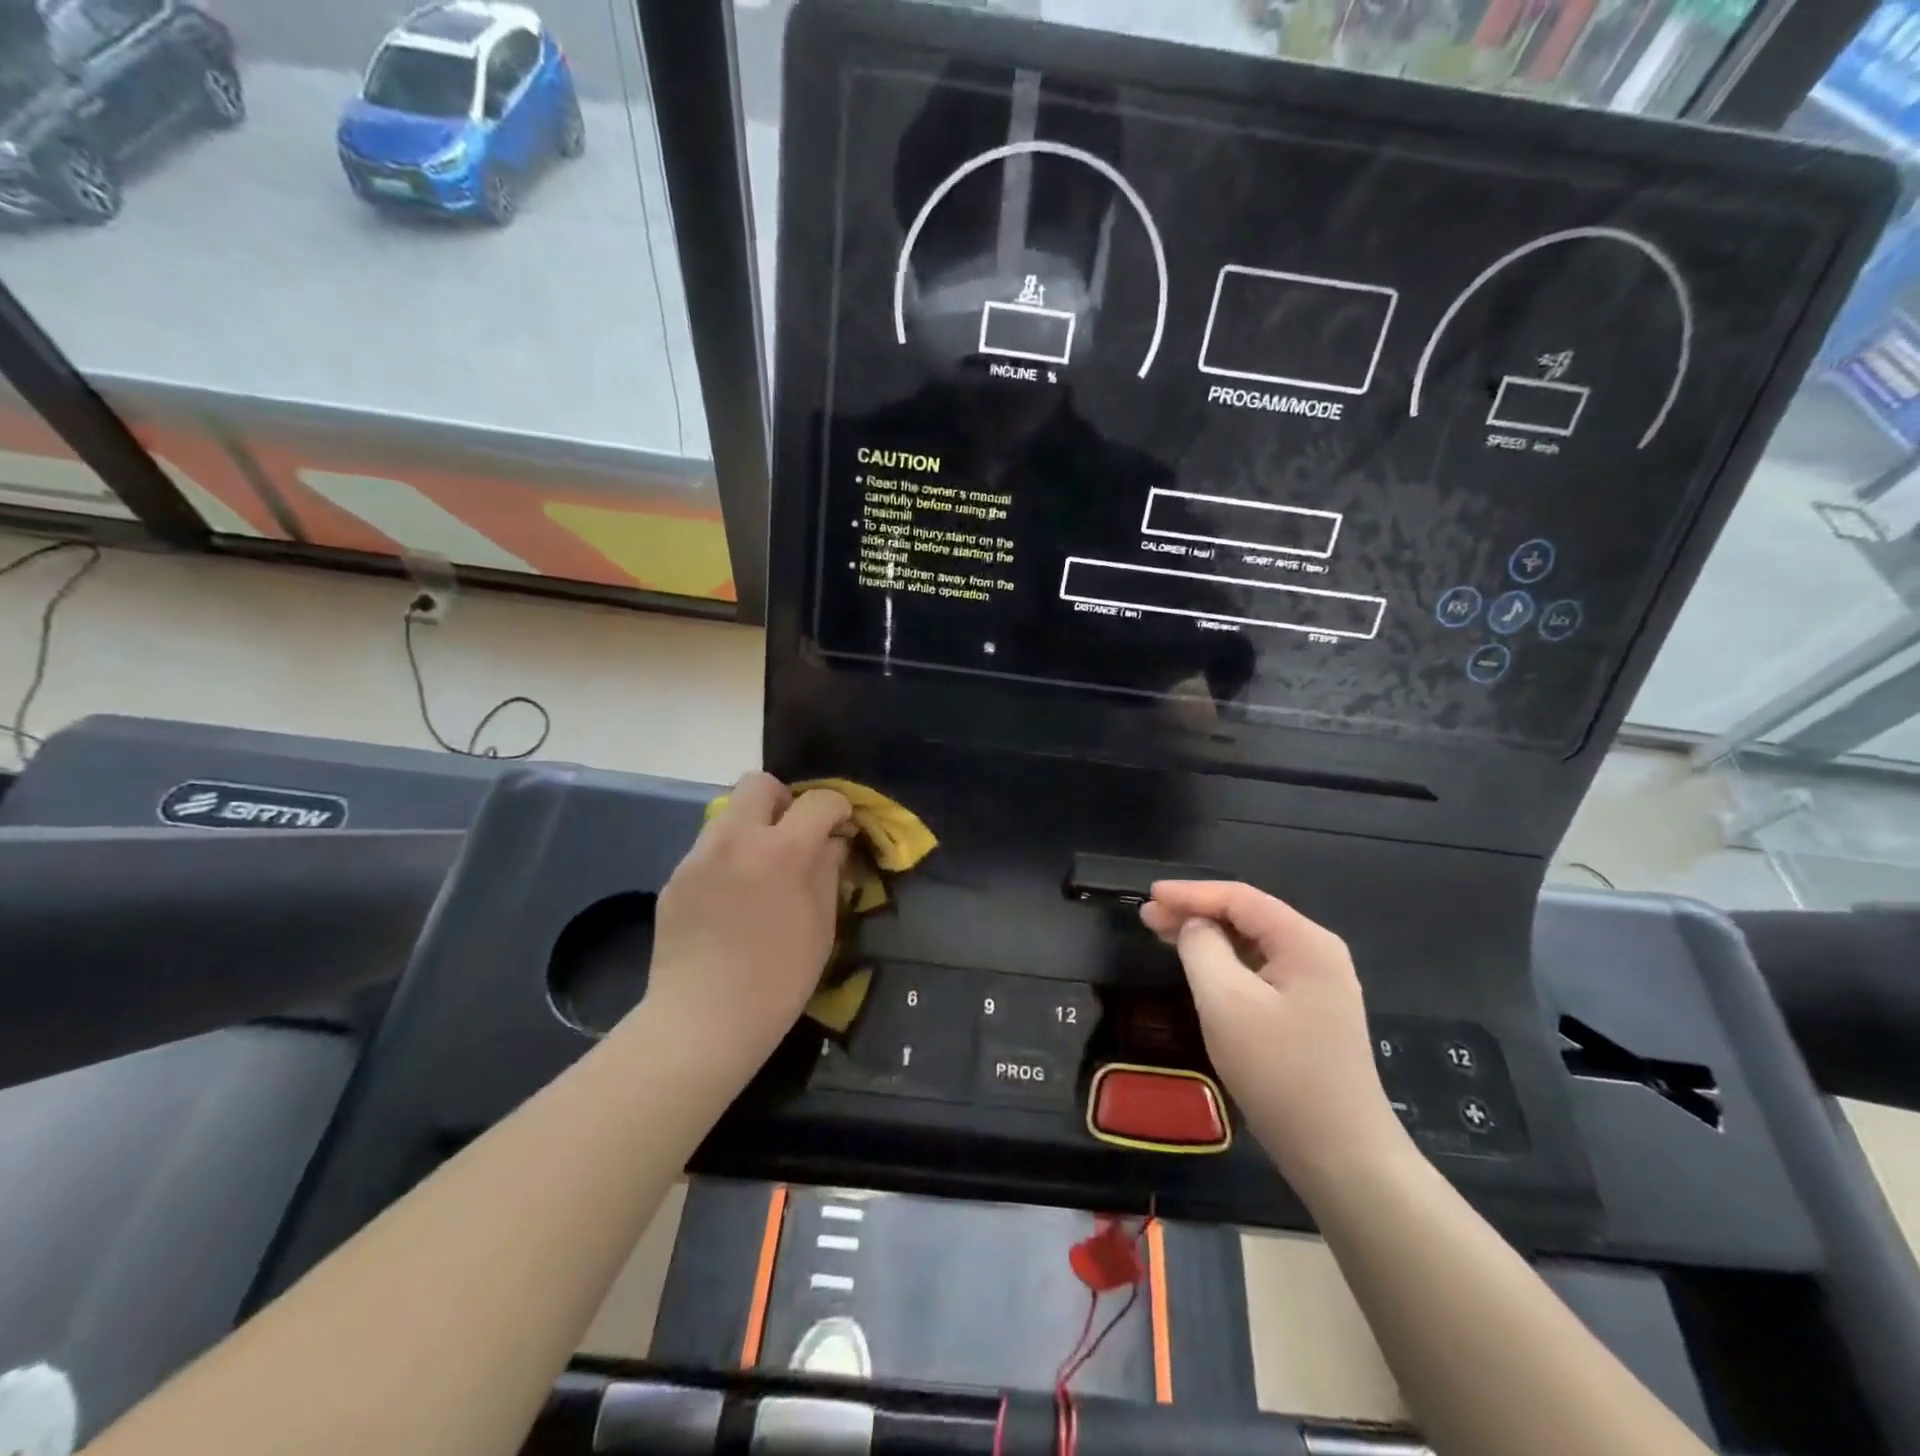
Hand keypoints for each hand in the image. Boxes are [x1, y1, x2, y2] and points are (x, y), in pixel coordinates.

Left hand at [639, 773, 851, 1077]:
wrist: (703, 1021)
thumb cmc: (778, 979)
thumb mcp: (821, 924)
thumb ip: (828, 869)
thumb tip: (833, 840)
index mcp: (781, 850)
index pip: (817, 801)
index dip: (837, 808)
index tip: (842, 826)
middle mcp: (735, 839)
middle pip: (759, 784)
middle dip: (785, 800)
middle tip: (794, 836)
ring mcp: (698, 856)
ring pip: (729, 814)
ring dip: (753, 828)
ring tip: (762, 871)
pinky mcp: (675, 877)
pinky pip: (709, 849)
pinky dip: (728, 858)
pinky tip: (732, 900)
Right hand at [1141, 881, 1408, 1192]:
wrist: (1341, 1155)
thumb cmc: (1279, 1071)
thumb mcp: (1226, 1002)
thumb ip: (1201, 948)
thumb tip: (1194, 926)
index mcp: (1304, 942)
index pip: (1240, 898)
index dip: (1190, 893)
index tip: (1148, 896)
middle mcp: (1316, 954)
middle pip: (1247, 917)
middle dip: (1196, 912)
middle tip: (1148, 917)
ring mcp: (1317, 985)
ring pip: (1252, 944)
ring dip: (1208, 937)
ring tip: (1163, 936)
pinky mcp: (1309, 1013)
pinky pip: (1260, 971)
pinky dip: (1225, 963)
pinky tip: (1200, 968)